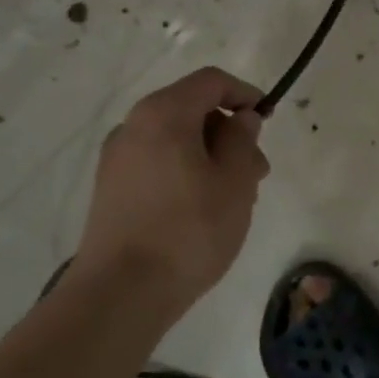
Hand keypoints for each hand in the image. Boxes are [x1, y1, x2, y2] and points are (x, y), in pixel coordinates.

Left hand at [74, 67, 270, 307]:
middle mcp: (133, 126)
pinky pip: (158, 163)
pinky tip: (204, 209)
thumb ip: (243, 139)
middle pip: (192, 109)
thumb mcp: (235, 181)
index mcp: (164, 114)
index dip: (245, 93)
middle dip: (230, 132)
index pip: (211, 81)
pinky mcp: (110, 190)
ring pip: (176, 139)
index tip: (267, 121)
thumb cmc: (189, 230)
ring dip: (211, 155)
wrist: (119, 295)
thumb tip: (240, 119)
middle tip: (257, 171)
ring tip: (236, 197)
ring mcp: (117, 160)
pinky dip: (186, 171)